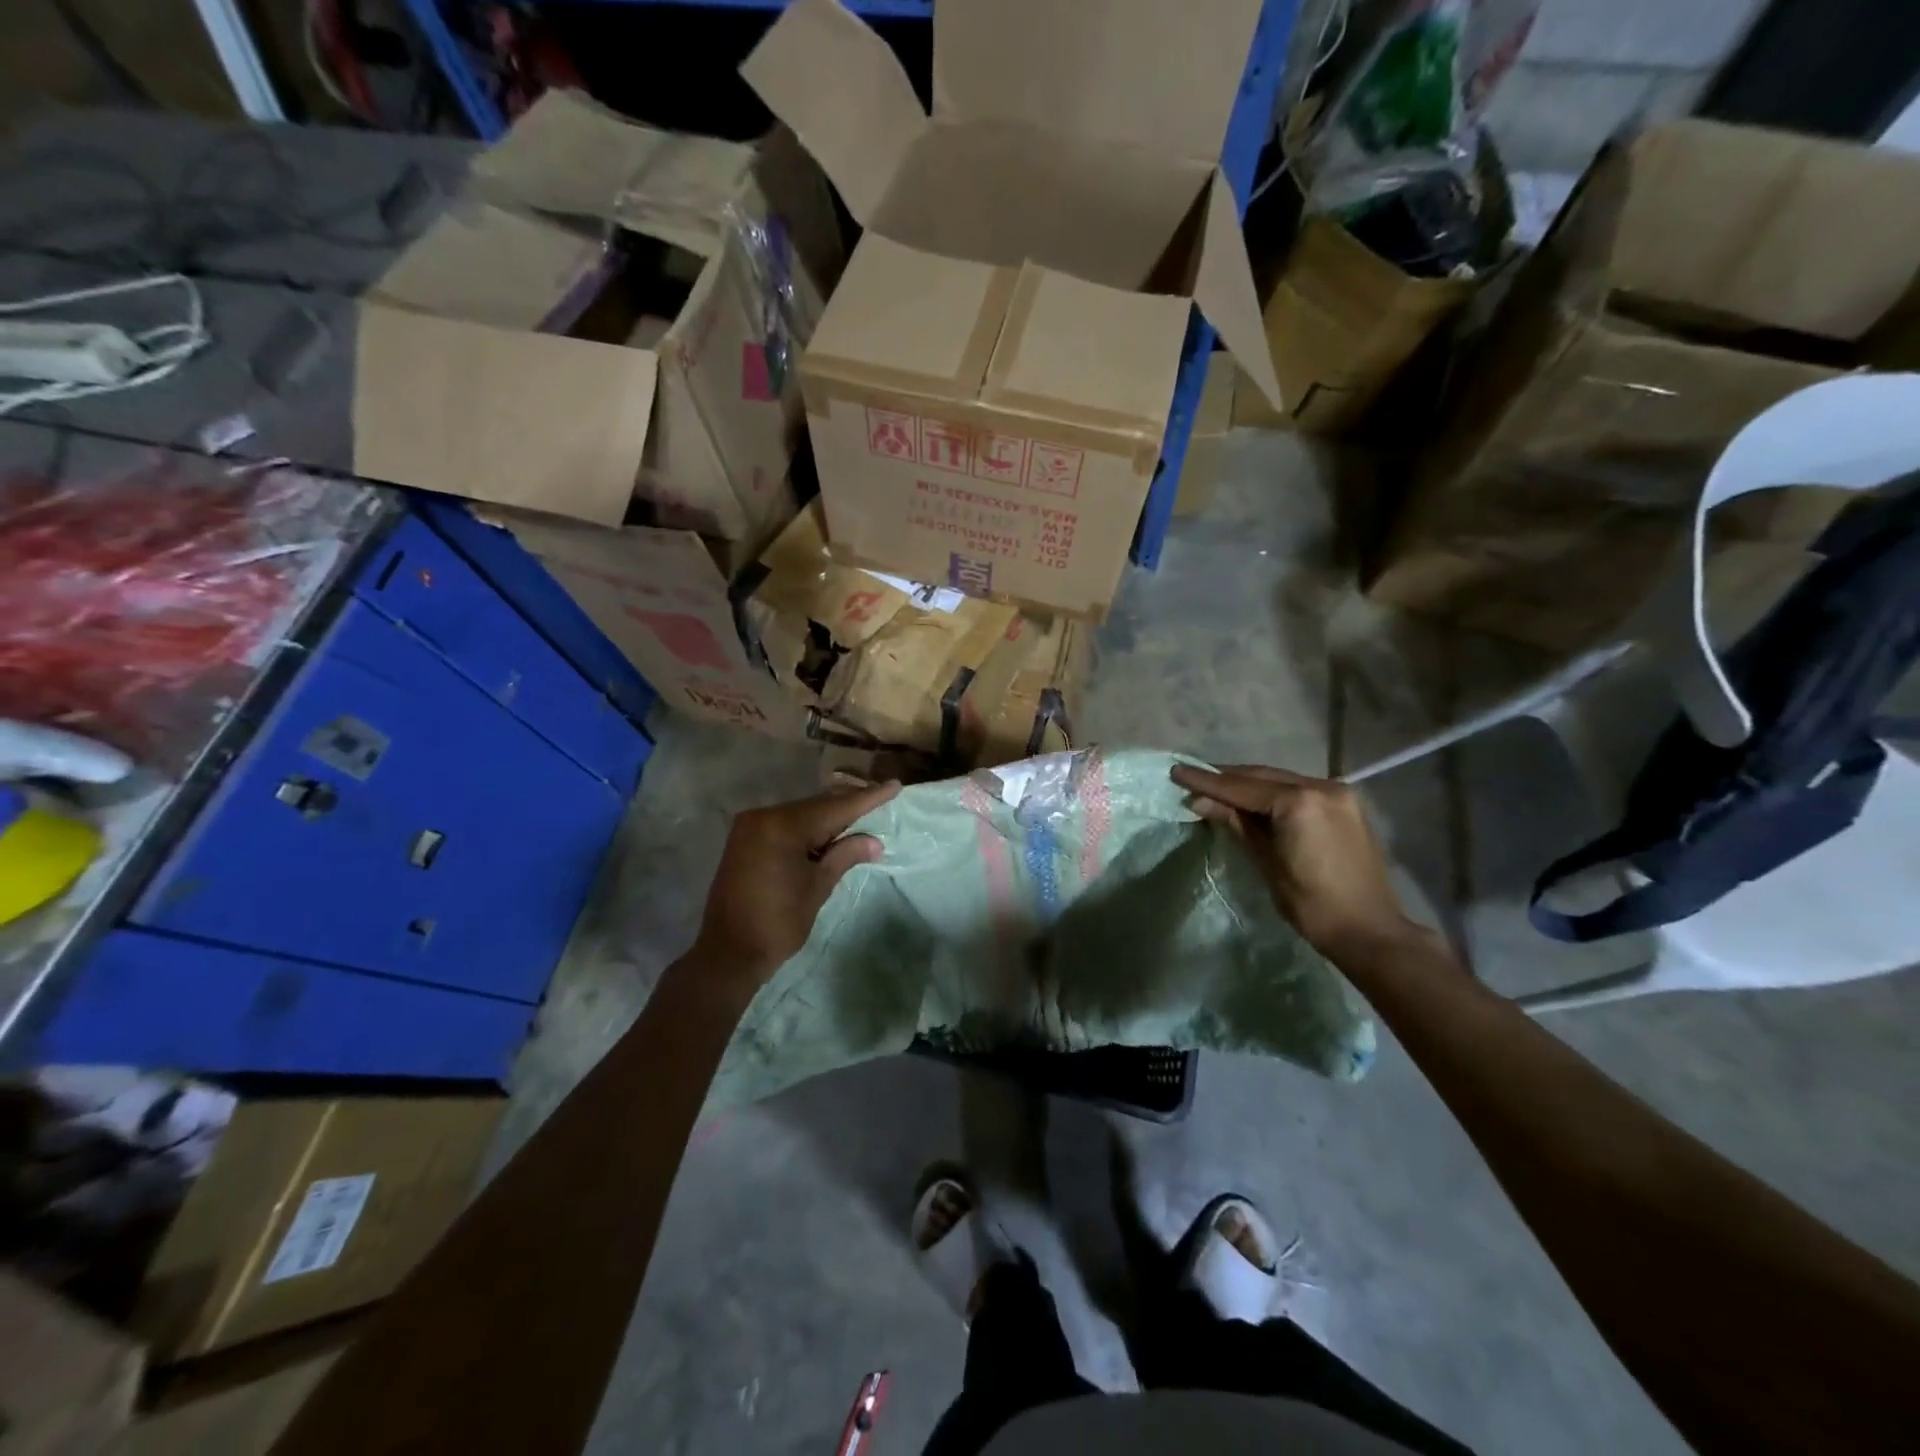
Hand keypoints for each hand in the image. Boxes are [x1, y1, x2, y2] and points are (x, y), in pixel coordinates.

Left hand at [685, 781, 899, 991]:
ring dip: (829, 818)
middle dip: (848, 806)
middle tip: (882, 797)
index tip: (894, 785)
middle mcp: (763, 817)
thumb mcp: (817, 887)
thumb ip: (845, 856)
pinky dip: (808, 828)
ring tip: (861, 815)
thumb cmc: (778, 923)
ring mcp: (750, 827)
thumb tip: (874, 842)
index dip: (868, 798)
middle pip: (816, 807)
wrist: (728, 953)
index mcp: (782, 826)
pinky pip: (784, 825)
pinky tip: (829, 833)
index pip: (835, 808)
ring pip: (801, 815)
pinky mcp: (744, 840)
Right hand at [1171, 763, 1415, 959]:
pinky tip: (1253, 799)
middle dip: (1227, 778)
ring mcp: (1338, 793)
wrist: (1369, 930)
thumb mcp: (1266, 863)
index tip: (1177, 771)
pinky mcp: (1345, 804)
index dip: (1206, 781)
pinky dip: (1273, 792)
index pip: (1242, 787)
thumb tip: (1200, 801)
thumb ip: (1236, 824)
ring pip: (1281, 780)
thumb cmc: (1311, 905)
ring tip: (1217, 788)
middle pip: (1262, 777)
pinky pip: (1299, 790)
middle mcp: (1321, 787)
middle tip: (1193, 779)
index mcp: (1299, 803)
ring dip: (1249, 784)